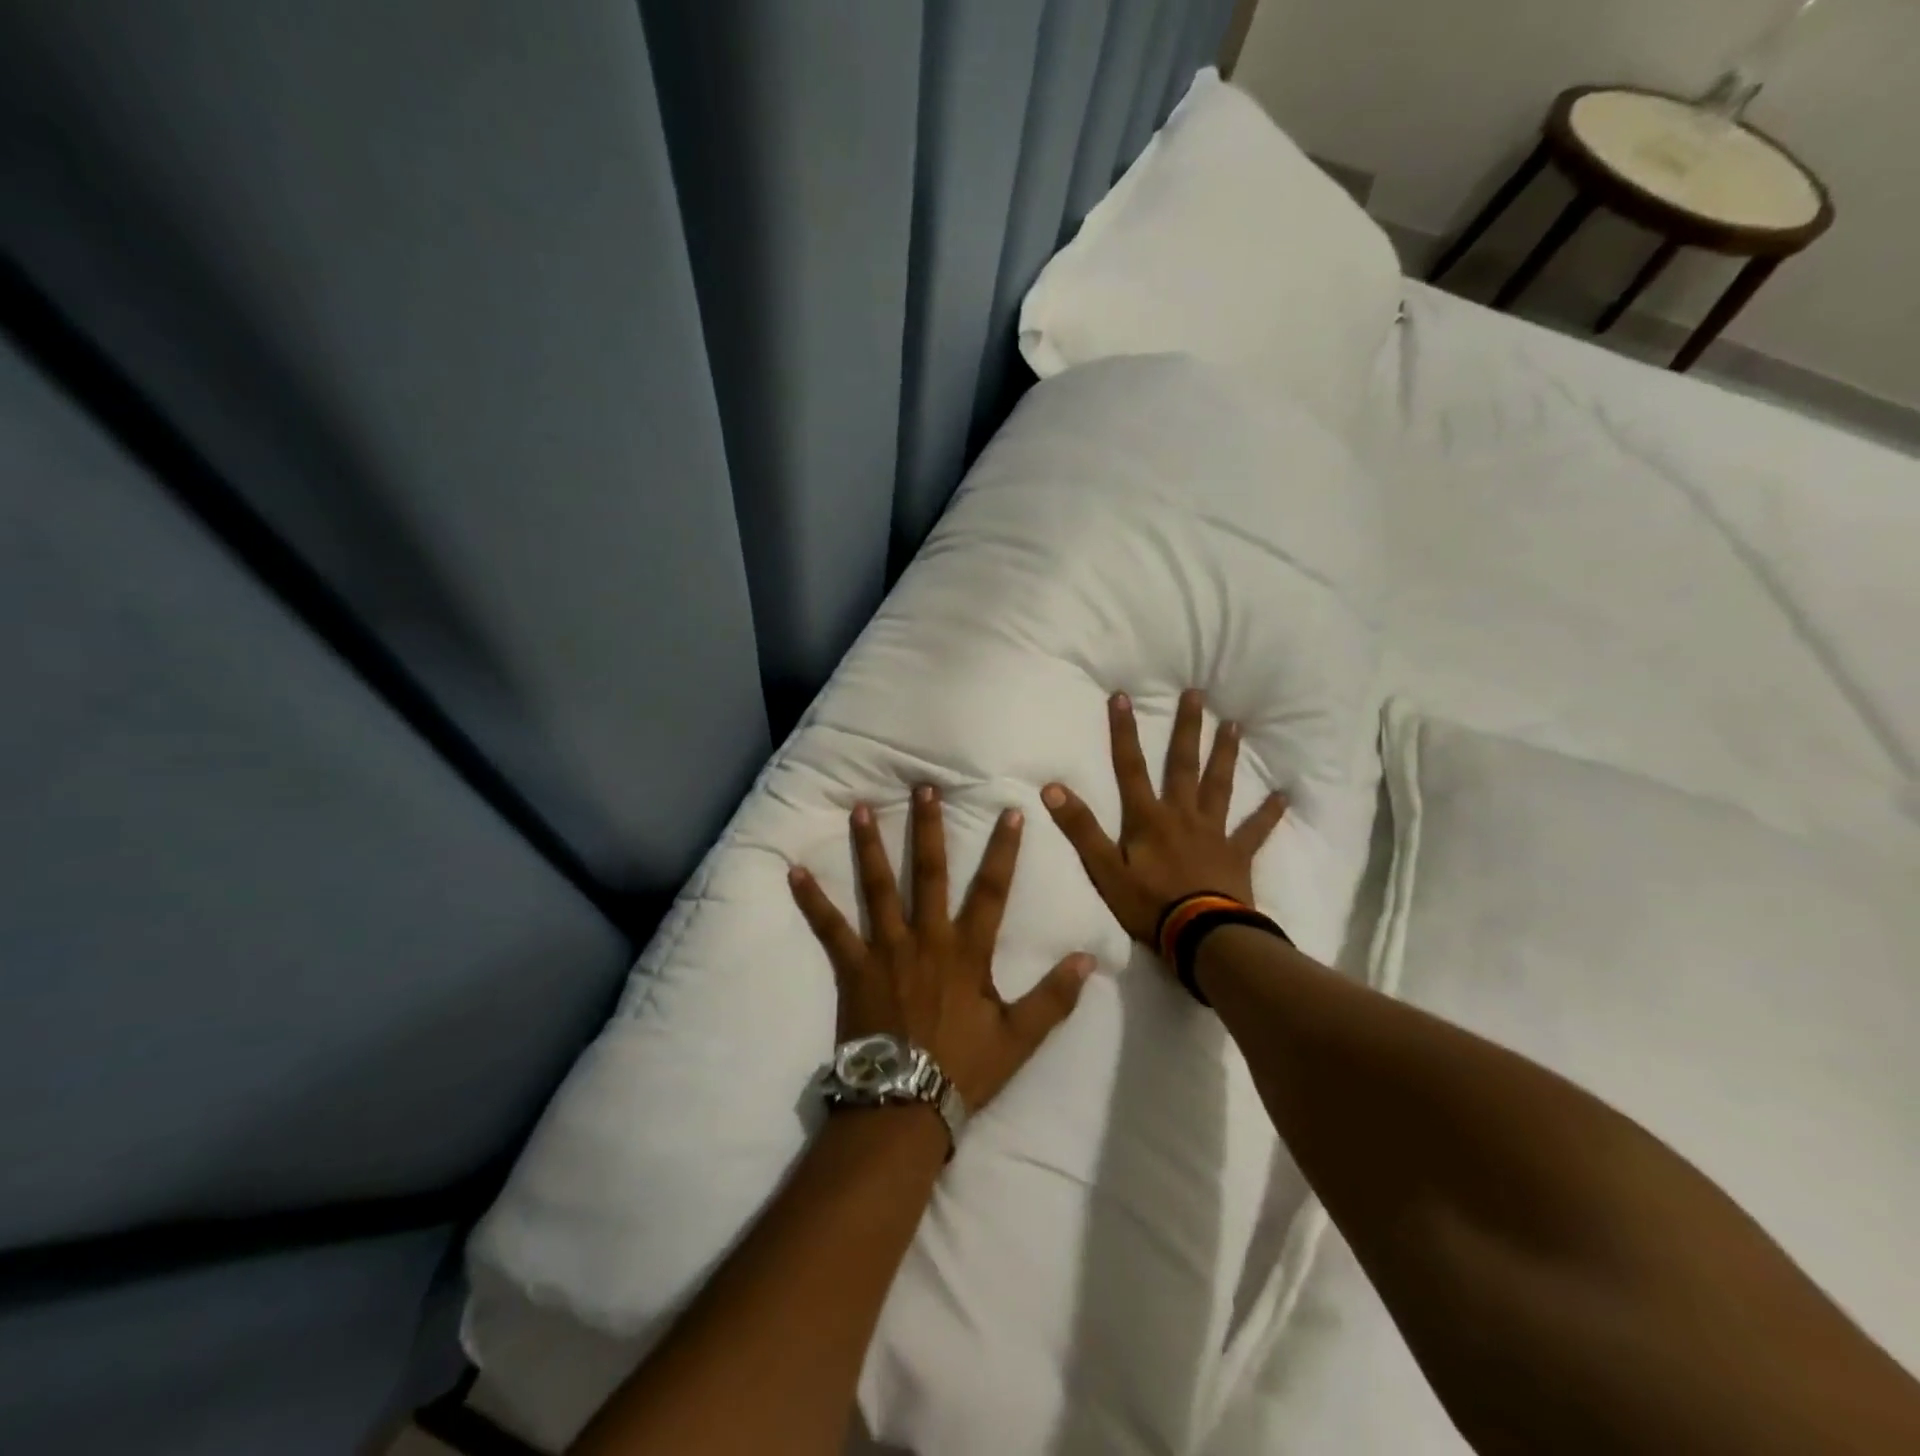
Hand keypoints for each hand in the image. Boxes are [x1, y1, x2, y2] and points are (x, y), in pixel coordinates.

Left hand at [788, 786, 1093, 1113]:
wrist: (905, 1104)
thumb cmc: (964, 1068)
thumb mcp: (1020, 1037)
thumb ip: (1054, 997)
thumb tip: (1089, 958)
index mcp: (967, 950)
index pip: (992, 890)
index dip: (1003, 850)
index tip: (1011, 812)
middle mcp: (926, 938)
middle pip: (928, 873)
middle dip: (928, 828)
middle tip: (923, 788)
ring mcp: (886, 950)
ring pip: (878, 888)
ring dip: (870, 847)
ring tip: (861, 809)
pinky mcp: (853, 967)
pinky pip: (829, 928)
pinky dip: (812, 900)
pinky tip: (794, 871)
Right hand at [1042, 689, 1287, 948]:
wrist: (1202, 936)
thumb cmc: (1150, 904)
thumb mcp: (1105, 869)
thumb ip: (1080, 829)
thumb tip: (1052, 788)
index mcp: (1148, 818)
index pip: (1130, 767)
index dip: (1124, 732)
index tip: (1123, 696)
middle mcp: (1182, 814)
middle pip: (1183, 765)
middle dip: (1186, 729)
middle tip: (1197, 694)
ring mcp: (1213, 832)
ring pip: (1219, 786)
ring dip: (1224, 755)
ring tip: (1234, 726)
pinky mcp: (1237, 854)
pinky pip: (1255, 830)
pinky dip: (1268, 813)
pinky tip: (1282, 795)